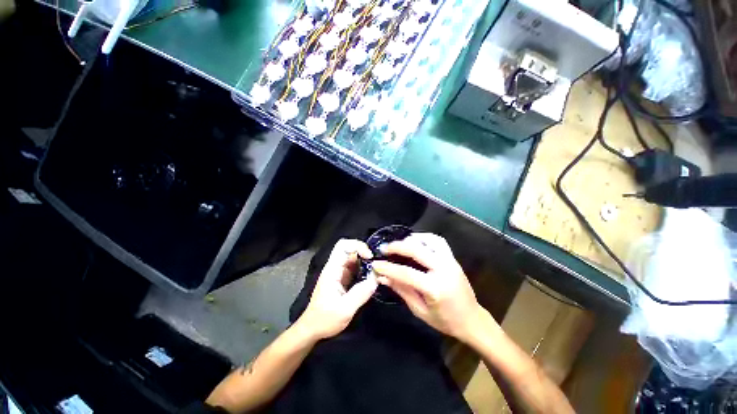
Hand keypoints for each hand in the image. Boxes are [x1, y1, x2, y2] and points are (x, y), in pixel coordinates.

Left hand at [297, 239, 377, 340]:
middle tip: (376, 263)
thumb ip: (360, 294)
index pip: (342, 246)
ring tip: (377, 271)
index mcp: (332, 270)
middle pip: (350, 249)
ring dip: (366, 262)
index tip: (370, 257)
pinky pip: (356, 268)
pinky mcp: (344, 279)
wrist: (312, 329)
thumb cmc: (324, 320)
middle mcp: (336, 268)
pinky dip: (365, 270)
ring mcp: (340, 273)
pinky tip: (372, 278)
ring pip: (354, 258)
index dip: (357, 246)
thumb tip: (376, 279)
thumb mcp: (344, 310)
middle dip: (364, 252)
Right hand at [371, 233, 488, 341]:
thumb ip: (401, 290)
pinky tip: (416, 242)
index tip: (375, 264)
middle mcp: (443, 270)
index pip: (406, 273)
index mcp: (434, 288)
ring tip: (400, 243)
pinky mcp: (453, 258)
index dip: (387, 268)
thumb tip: (382, 277)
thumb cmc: (445, 320)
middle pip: (416, 250)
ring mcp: (450, 261)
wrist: (472, 320)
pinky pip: (438, 241)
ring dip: (412, 239)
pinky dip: (425, 238)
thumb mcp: (419, 310)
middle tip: (384, 248)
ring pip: (429, 241)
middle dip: (397, 247)